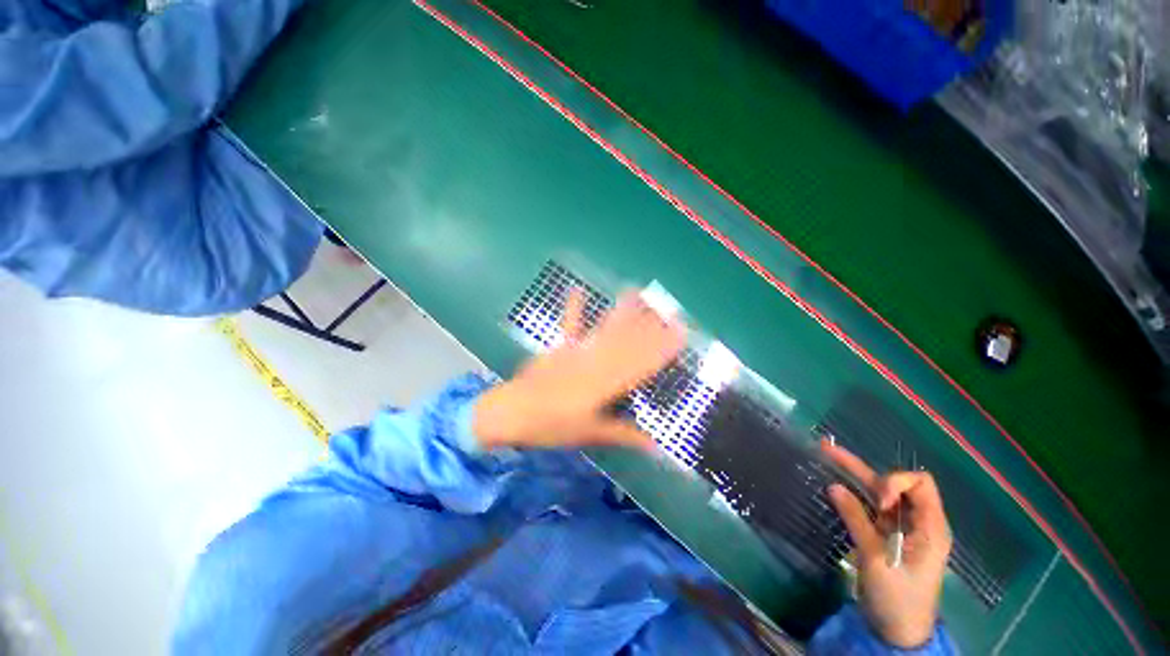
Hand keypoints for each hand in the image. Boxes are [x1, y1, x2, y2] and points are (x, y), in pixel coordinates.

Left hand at [472, 289, 686, 450]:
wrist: (512, 413)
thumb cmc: (551, 426)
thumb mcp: (589, 434)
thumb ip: (622, 434)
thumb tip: (655, 446)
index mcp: (604, 385)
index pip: (640, 365)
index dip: (662, 350)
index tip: (679, 336)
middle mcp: (595, 363)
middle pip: (628, 344)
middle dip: (650, 327)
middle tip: (669, 311)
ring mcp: (576, 351)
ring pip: (606, 331)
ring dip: (623, 313)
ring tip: (637, 294)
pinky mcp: (560, 347)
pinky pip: (570, 325)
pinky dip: (573, 307)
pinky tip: (576, 288)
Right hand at [821, 440, 951, 647]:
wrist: (898, 633)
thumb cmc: (897, 599)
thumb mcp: (877, 561)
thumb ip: (857, 521)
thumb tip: (833, 487)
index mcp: (930, 527)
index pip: (920, 484)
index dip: (896, 482)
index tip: (879, 501)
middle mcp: (918, 522)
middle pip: (895, 484)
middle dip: (863, 468)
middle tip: (829, 452)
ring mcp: (901, 529)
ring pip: (879, 493)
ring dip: (854, 476)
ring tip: (826, 455)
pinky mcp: (886, 536)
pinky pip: (870, 508)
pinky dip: (853, 495)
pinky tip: (834, 485)